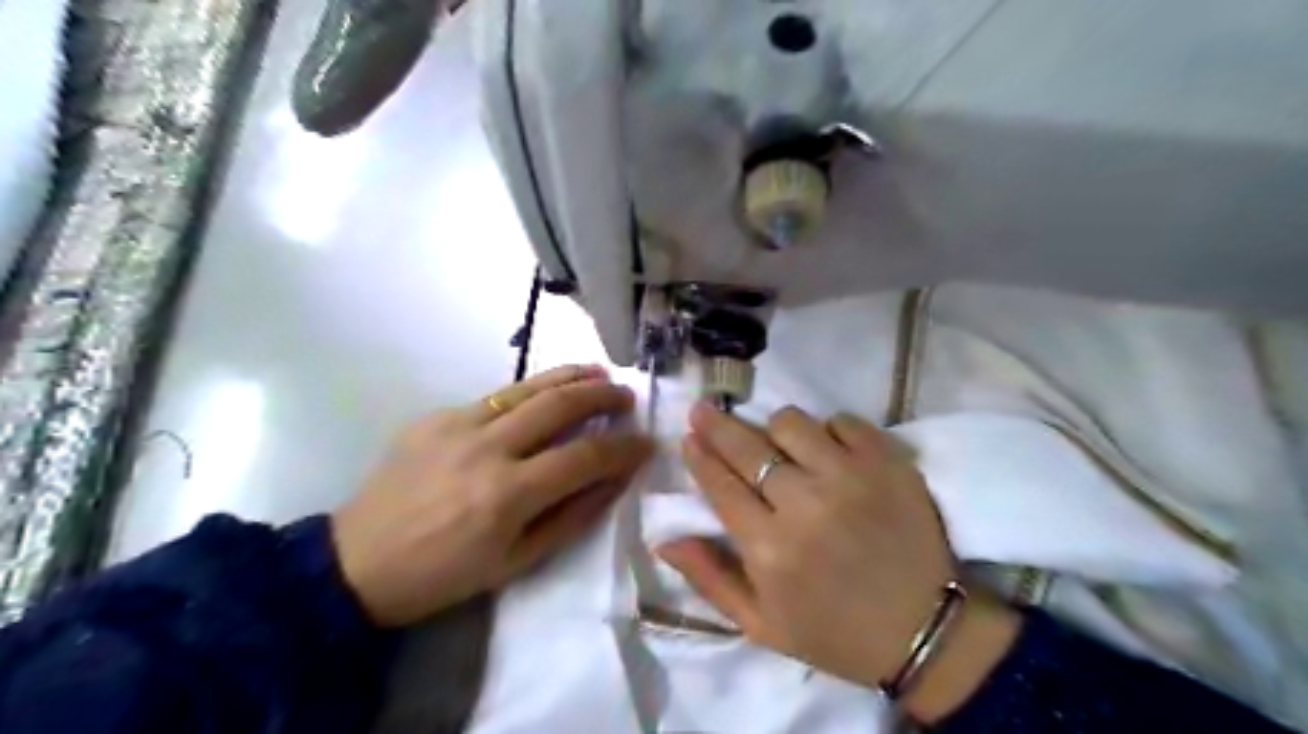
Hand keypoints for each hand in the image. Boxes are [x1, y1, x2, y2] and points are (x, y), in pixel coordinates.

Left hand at [332, 364, 648, 625]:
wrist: (357, 563)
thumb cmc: (444, 574)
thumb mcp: (517, 562)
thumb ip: (572, 517)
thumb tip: (614, 479)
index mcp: (507, 495)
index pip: (584, 456)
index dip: (623, 447)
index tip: (646, 442)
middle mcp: (486, 448)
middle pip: (559, 405)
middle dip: (603, 396)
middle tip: (627, 395)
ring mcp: (457, 424)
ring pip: (528, 388)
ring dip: (570, 377)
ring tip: (599, 374)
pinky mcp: (436, 416)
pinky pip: (495, 398)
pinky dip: (530, 393)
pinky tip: (543, 397)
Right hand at [667, 405, 1019, 720]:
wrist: (924, 630)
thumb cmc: (833, 632)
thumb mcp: (761, 624)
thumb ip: (709, 579)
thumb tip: (664, 540)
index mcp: (769, 549)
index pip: (720, 485)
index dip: (699, 456)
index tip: (688, 437)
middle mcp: (804, 505)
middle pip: (747, 447)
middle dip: (716, 425)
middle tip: (702, 409)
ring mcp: (850, 478)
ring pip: (792, 423)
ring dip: (775, 429)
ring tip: (775, 442)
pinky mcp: (889, 463)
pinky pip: (844, 421)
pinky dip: (829, 429)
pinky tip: (827, 449)